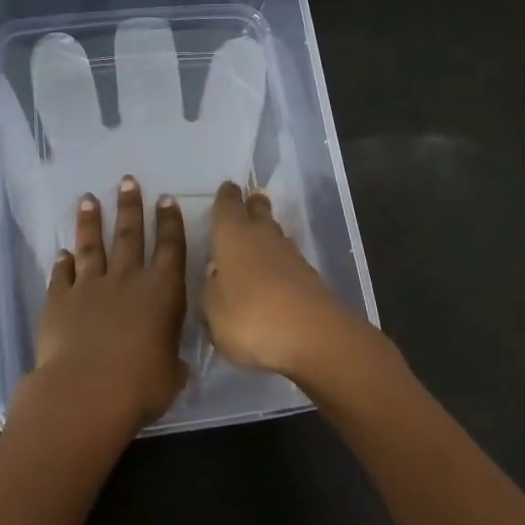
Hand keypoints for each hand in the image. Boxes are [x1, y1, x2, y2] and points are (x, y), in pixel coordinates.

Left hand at [19, 177, 189, 436]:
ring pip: (92, 246)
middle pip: (130, 235)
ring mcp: (90, 287)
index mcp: (163, 292)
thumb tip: (174, 365)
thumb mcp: (171, 376)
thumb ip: (172, 362)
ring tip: (88, 200)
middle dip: (130, 206)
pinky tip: (61, 252)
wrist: (86, 391)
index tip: (165, 199)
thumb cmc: (141, 385)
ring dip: (91, 222)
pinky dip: (62, 263)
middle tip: (126, 181)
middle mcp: (128, 280)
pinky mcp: (60, 300)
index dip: (169, 222)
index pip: (171, 248)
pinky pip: (62, 275)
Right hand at [202, 180, 386, 384]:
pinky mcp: (309, 276)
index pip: (227, 205)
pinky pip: (288, 260)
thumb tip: (217, 277)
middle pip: (258, 210)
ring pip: (275, 234)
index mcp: (232, 235)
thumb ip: (211, 290)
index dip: (225, 197)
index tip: (226, 189)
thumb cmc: (249, 317)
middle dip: (252, 205)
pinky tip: (273, 274)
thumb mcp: (212, 311)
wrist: (312, 336)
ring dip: (267, 233)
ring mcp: (290, 255)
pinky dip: (279, 261)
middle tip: (248, 202)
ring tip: (257, 239)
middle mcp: (262, 236)